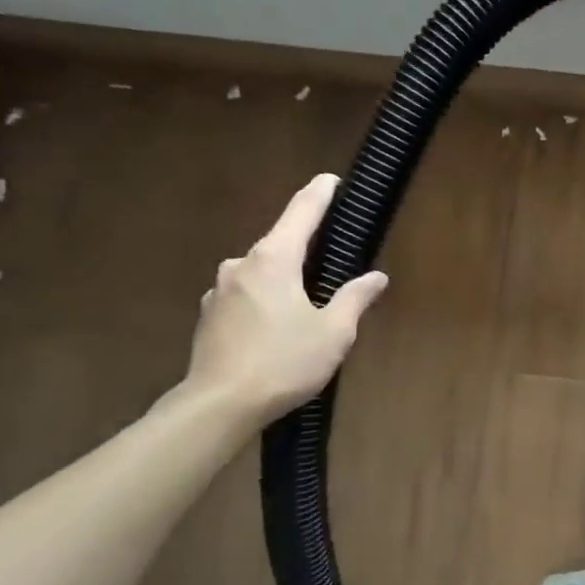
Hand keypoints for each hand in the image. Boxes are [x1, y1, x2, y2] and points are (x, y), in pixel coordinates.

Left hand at [183, 173, 387, 428]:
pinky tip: (278, 328)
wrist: (218, 406)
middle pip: (280, 244)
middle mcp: (241, 265)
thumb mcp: (334, 331)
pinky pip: (246, 295)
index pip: (301, 212)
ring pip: (261, 272)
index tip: (332, 179)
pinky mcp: (209, 316)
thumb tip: (376, 277)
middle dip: (306, 248)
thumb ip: (355, 298)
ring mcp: (219, 291)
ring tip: (307, 305)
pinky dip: (266, 300)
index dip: (320, 193)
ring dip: (284, 279)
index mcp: (274, 259)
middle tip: (333, 262)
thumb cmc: (284, 361)